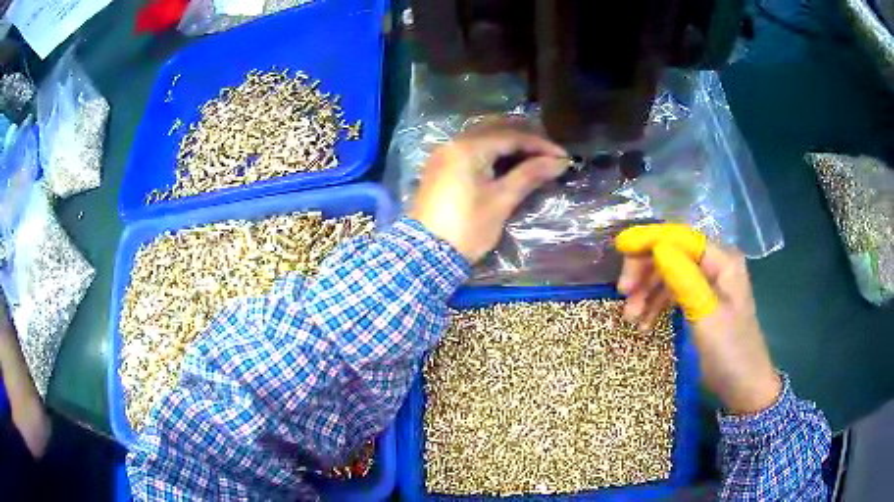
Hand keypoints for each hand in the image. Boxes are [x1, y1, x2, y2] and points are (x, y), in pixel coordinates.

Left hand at [410, 121, 567, 262]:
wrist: (425, 255)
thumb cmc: (467, 228)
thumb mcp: (501, 201)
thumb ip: (529, 175)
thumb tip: (559, 162)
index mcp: (468, 148)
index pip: (511, 136)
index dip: (540, 145)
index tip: (563, 157)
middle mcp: (453, 143)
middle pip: (495, 129)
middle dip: (524, 137)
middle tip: (548, 152)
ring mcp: (443, 155)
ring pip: (481, 137)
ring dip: (507, 142)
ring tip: (532, 156)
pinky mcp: (440, 168)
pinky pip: (470, 149)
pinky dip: (491, 151)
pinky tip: (507, 162)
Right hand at [616, 224, 780, 414]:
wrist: (743, 387)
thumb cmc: (729, 351)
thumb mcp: (706, 315)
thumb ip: (683, 278)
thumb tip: (656, 246)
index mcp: (722, 260)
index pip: (680, 237)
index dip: (648, 239)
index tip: (618, 250)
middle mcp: (715, 264)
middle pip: (671, 253)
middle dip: (645, 270)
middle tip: (623, 294)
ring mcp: (707, 283)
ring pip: (668, 273)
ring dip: (646, 291)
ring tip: (630, 318)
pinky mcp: (700, 301)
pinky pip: (672, 293)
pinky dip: (655, 304)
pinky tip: (644, 324)